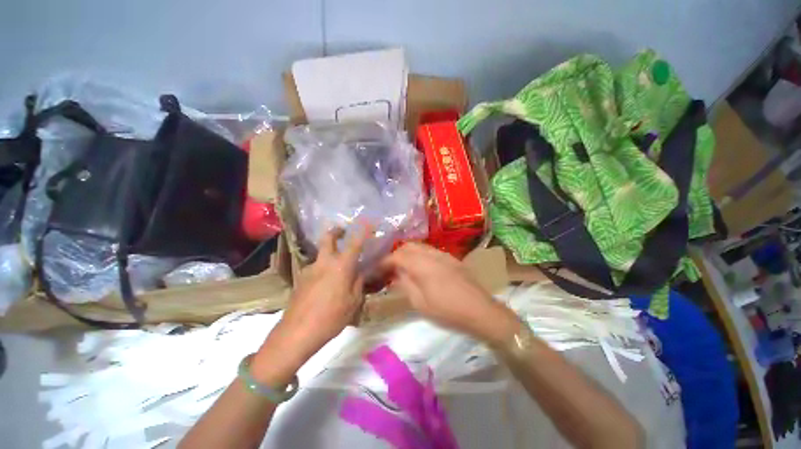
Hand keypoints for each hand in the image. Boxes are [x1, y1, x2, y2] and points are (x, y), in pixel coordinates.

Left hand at [253, 227, 368, 381]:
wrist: (296, 333)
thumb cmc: (331, 317)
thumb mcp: (353, 301)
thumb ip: (358, 282)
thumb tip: (360, 271)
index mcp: (341, 266)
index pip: (354, 243)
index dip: (362, 231)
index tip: (367, 222)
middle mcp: (324, 262)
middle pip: (328, 238)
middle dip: (336, 231)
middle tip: (343, 232)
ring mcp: (310, 269)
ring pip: (321, 254)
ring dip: (330, 254)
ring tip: (339, 270)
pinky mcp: (301, 279)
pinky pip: (316, 268)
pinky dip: (324, 269)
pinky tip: (326, 286)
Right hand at [381, 243, 518, 344]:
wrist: (480, 310)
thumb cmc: (447, 310)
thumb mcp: (420, 303)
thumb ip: (405, 284)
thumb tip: (395, 274)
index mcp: (422, 265)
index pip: (397, 256)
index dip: (385, 261)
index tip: (377, 269)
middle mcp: (431, 254)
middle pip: (408, 246)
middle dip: (396, 254)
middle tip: (389, 268)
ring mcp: (443, 254)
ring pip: (419, 246)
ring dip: (408, 253)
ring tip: (403, 267)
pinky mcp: (451, 257)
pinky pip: (430, 250)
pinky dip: (419, 255)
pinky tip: (420, 267)